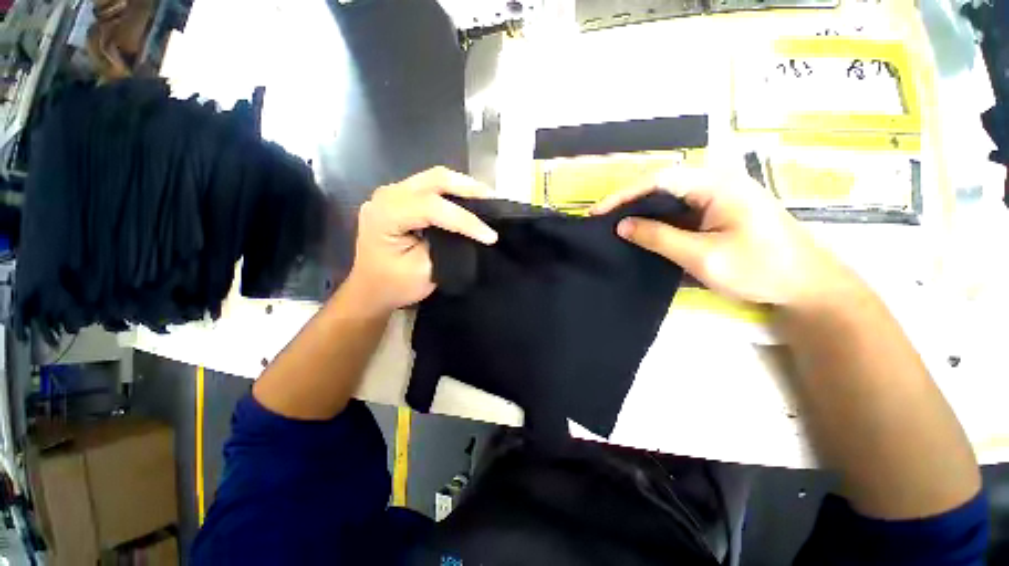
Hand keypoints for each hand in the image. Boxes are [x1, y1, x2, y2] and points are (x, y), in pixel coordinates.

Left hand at [342, 167, 497, 315]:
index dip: (465, 220)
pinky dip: (452, 191)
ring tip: (486, 198)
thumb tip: (468, 230)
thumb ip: (445, 245)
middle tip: (494, 200)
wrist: (370, 289)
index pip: (432, 207)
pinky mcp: (399, 198)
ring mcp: (391, 194)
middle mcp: (386, 196)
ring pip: (433, 178)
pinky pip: (430, 186)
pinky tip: (467, 199)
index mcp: (386, 215)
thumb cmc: (394, 285)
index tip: (490, 236)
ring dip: (462, 187)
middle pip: (434, 180)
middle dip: (468, 188)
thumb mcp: (423, 270)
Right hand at [591, 167, 852, 307]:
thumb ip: (659, 238)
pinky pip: (679, 210)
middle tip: (602, 220)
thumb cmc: (759, 269)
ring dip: (641, 211)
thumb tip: (622, 226)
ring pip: (669, 197)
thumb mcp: (703, 256)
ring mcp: (718, 197)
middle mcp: (716, 183)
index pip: (659, 179)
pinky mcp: (717, 212)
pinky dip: (657, 220)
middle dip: (629, 201)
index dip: (624, 194)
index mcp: (717, 184)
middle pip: (662, 184)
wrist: (807, 286)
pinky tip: (642, 231)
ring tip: (615, 226)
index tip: (598, 213)